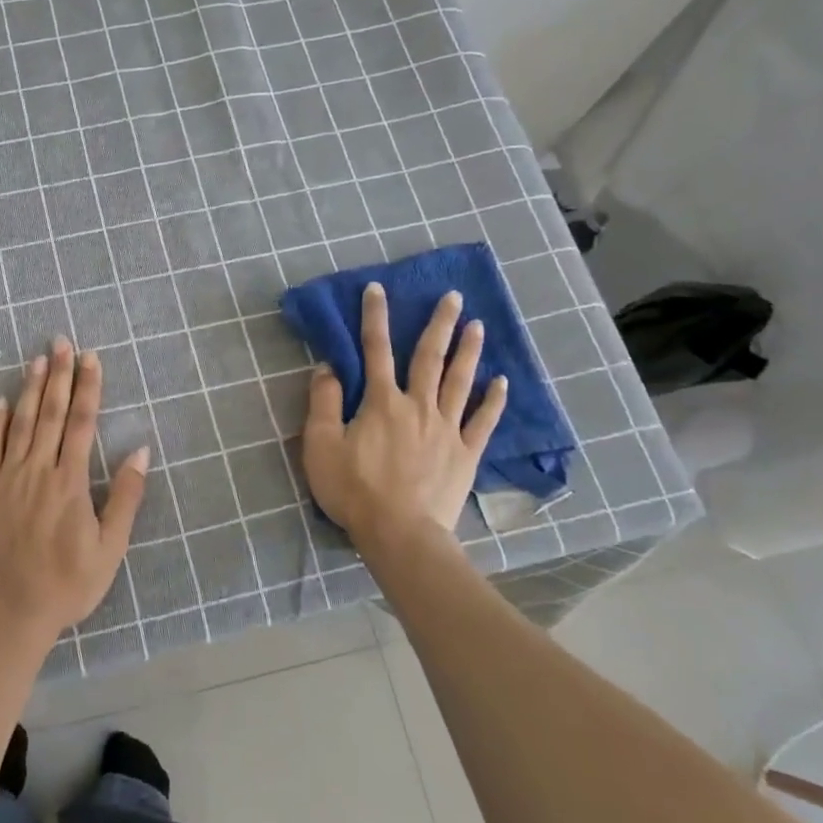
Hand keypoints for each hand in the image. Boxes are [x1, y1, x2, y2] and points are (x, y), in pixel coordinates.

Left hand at [0, 339, 148, 646]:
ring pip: (20, 423)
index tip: (91, 358)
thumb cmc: (66, 585)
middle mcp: (38, 471)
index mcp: (70, 483)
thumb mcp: (110, 548)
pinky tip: (1, 401)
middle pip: (50, 413)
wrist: (8, 613)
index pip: (81, 423)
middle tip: (62, 341)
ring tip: (37, 359)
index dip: (87, 387)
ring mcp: (7, 478)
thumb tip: (140, 451)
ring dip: (30, 389)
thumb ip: (125, 497)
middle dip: (59, 375)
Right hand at [302, 283, 506, 549]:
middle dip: (439, 324)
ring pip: (459, 382)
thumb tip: (328, 368)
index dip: (375, 318)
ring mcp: (446, 429)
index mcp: (381, 402)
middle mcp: (418, 406)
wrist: (399, 533)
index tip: (379, 289)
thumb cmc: (354, 490)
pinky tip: (501, 381)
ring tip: (478, 325)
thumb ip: (323, 404)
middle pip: (429, 358)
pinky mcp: (465, 454)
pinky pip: (483, 421)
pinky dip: (493, 400)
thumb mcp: (321, 446)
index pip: (375, 350)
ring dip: (468, 351)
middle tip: (453, 296)